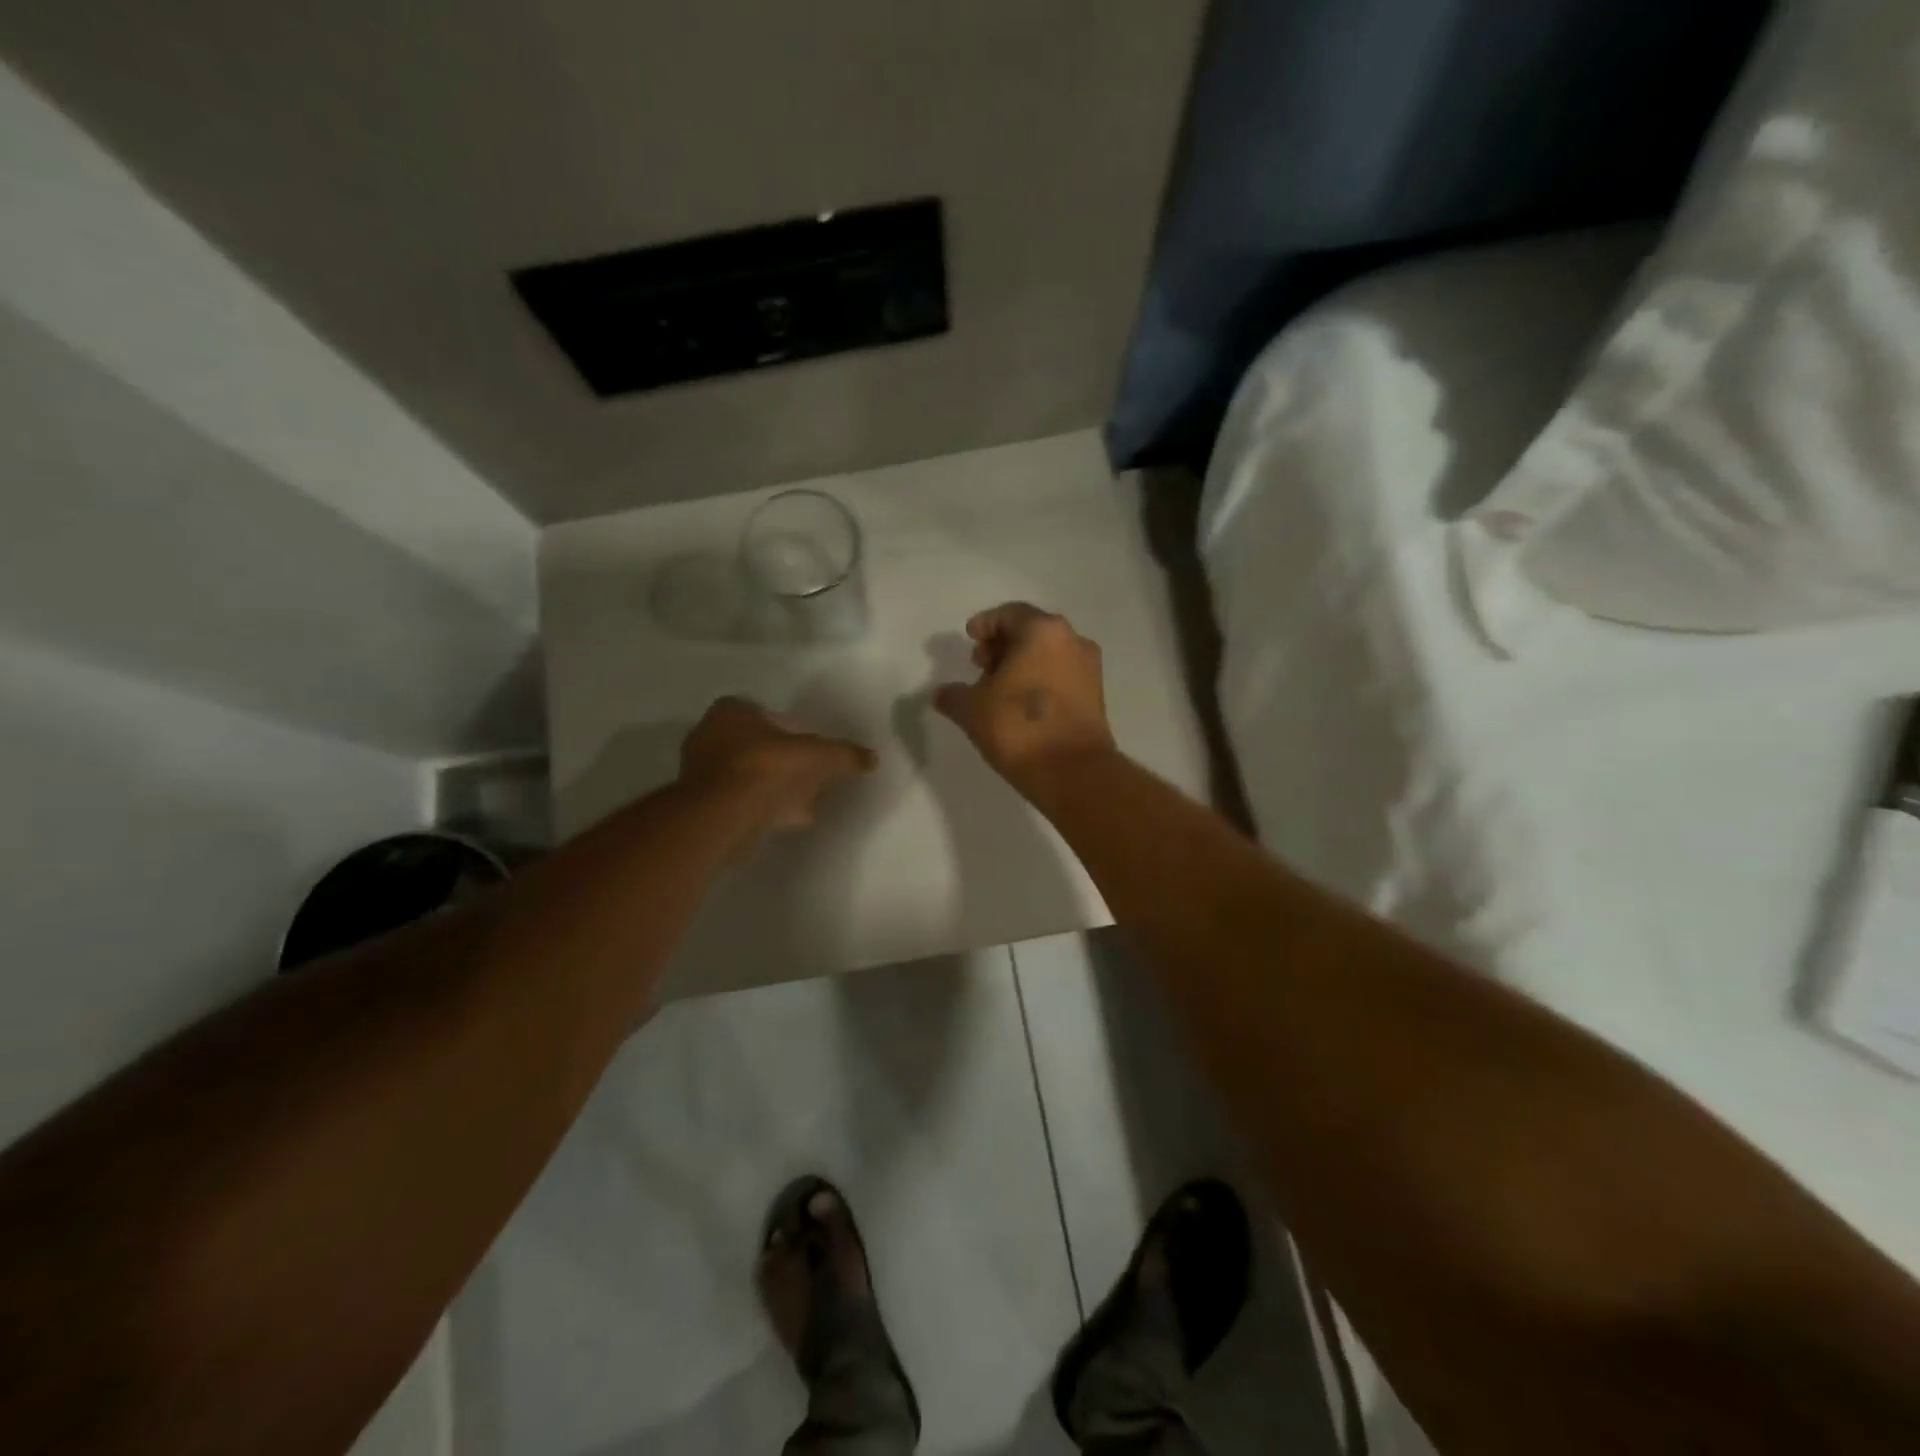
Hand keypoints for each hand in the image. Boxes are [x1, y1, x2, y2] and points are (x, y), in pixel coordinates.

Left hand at [681, 697, 876, 852]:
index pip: (764, 713)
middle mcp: (709, 735)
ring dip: (773, 788)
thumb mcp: (817, 756)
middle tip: (808, 775)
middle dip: (782, 760)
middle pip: (756, 746)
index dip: (790, 729)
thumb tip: (871, 758)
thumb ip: (844, 755)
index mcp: (731, 712)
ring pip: (748, 775)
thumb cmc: (766, 769)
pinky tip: (784, 822)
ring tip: (803, 804)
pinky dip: (761, 808)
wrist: (721, 816)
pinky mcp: (702, 806)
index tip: (809, 748)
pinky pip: (740, 801)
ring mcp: (701, 772)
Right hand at [933, 603, 1115, 784]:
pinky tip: (1019, 705)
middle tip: (980, 664)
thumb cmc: (1018, 726)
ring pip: (1048, 655)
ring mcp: (1089, 669)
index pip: (1010, 614)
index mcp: (1043, 631)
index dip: (986, 624)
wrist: (1072, 772)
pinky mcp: (1096, 697)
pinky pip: (1061, 676)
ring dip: (1021, 664)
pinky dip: (1039, 681)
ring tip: (996, 688)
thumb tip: (942, 693)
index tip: (970, 639)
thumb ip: (953, 695)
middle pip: (1032, 631)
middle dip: (1003, 645)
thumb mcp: (972, 709)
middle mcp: (1072, 641)